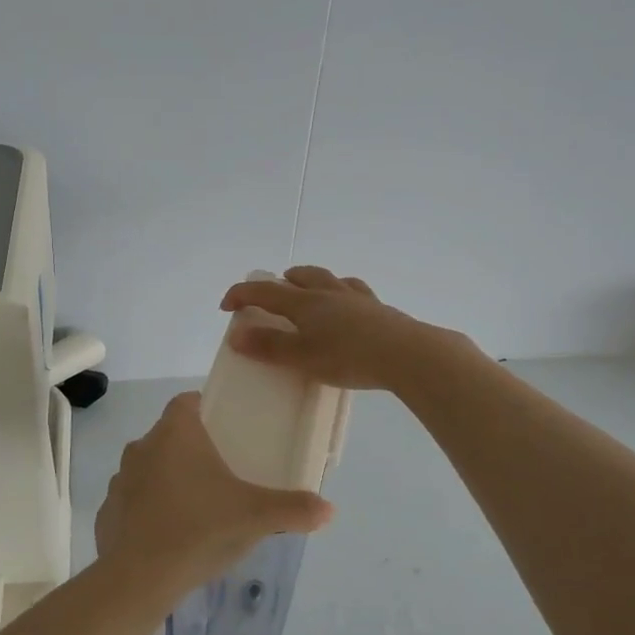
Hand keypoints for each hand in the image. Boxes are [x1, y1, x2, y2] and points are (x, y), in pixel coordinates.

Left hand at [94, 392, 332, 592]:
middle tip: (222, 470)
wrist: (139, 579)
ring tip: (197, 504)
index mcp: (176, 433)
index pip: (187, 402)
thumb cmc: (200, 529)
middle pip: (169, 435)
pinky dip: (149, 509)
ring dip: (168, 478)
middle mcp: (143, 446)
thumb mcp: (256, 517)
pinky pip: (133, 501)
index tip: (226, 428)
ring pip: (150, 467)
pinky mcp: (107, 511)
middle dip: (192, 447)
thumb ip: (294, 508)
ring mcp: (121, 479)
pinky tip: (169, 534)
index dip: (206, 409)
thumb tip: (329, 509)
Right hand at [218, 266, 456, 390]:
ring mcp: (356, 298)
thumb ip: (269, 347)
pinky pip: (354, 291)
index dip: (242, 295)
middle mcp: (328, 292)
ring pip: (328, 279)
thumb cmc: (349, 357)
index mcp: (305, 303)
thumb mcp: (303, 357)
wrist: (408, 354)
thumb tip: (236, 334)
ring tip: (307, 291)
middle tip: (271, 292)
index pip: (265, 291)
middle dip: (280, 282)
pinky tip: (348, 302)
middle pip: (300, 277)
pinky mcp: (379, 309)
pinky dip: (342, 292)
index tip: (226, 305)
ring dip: (311, 280)